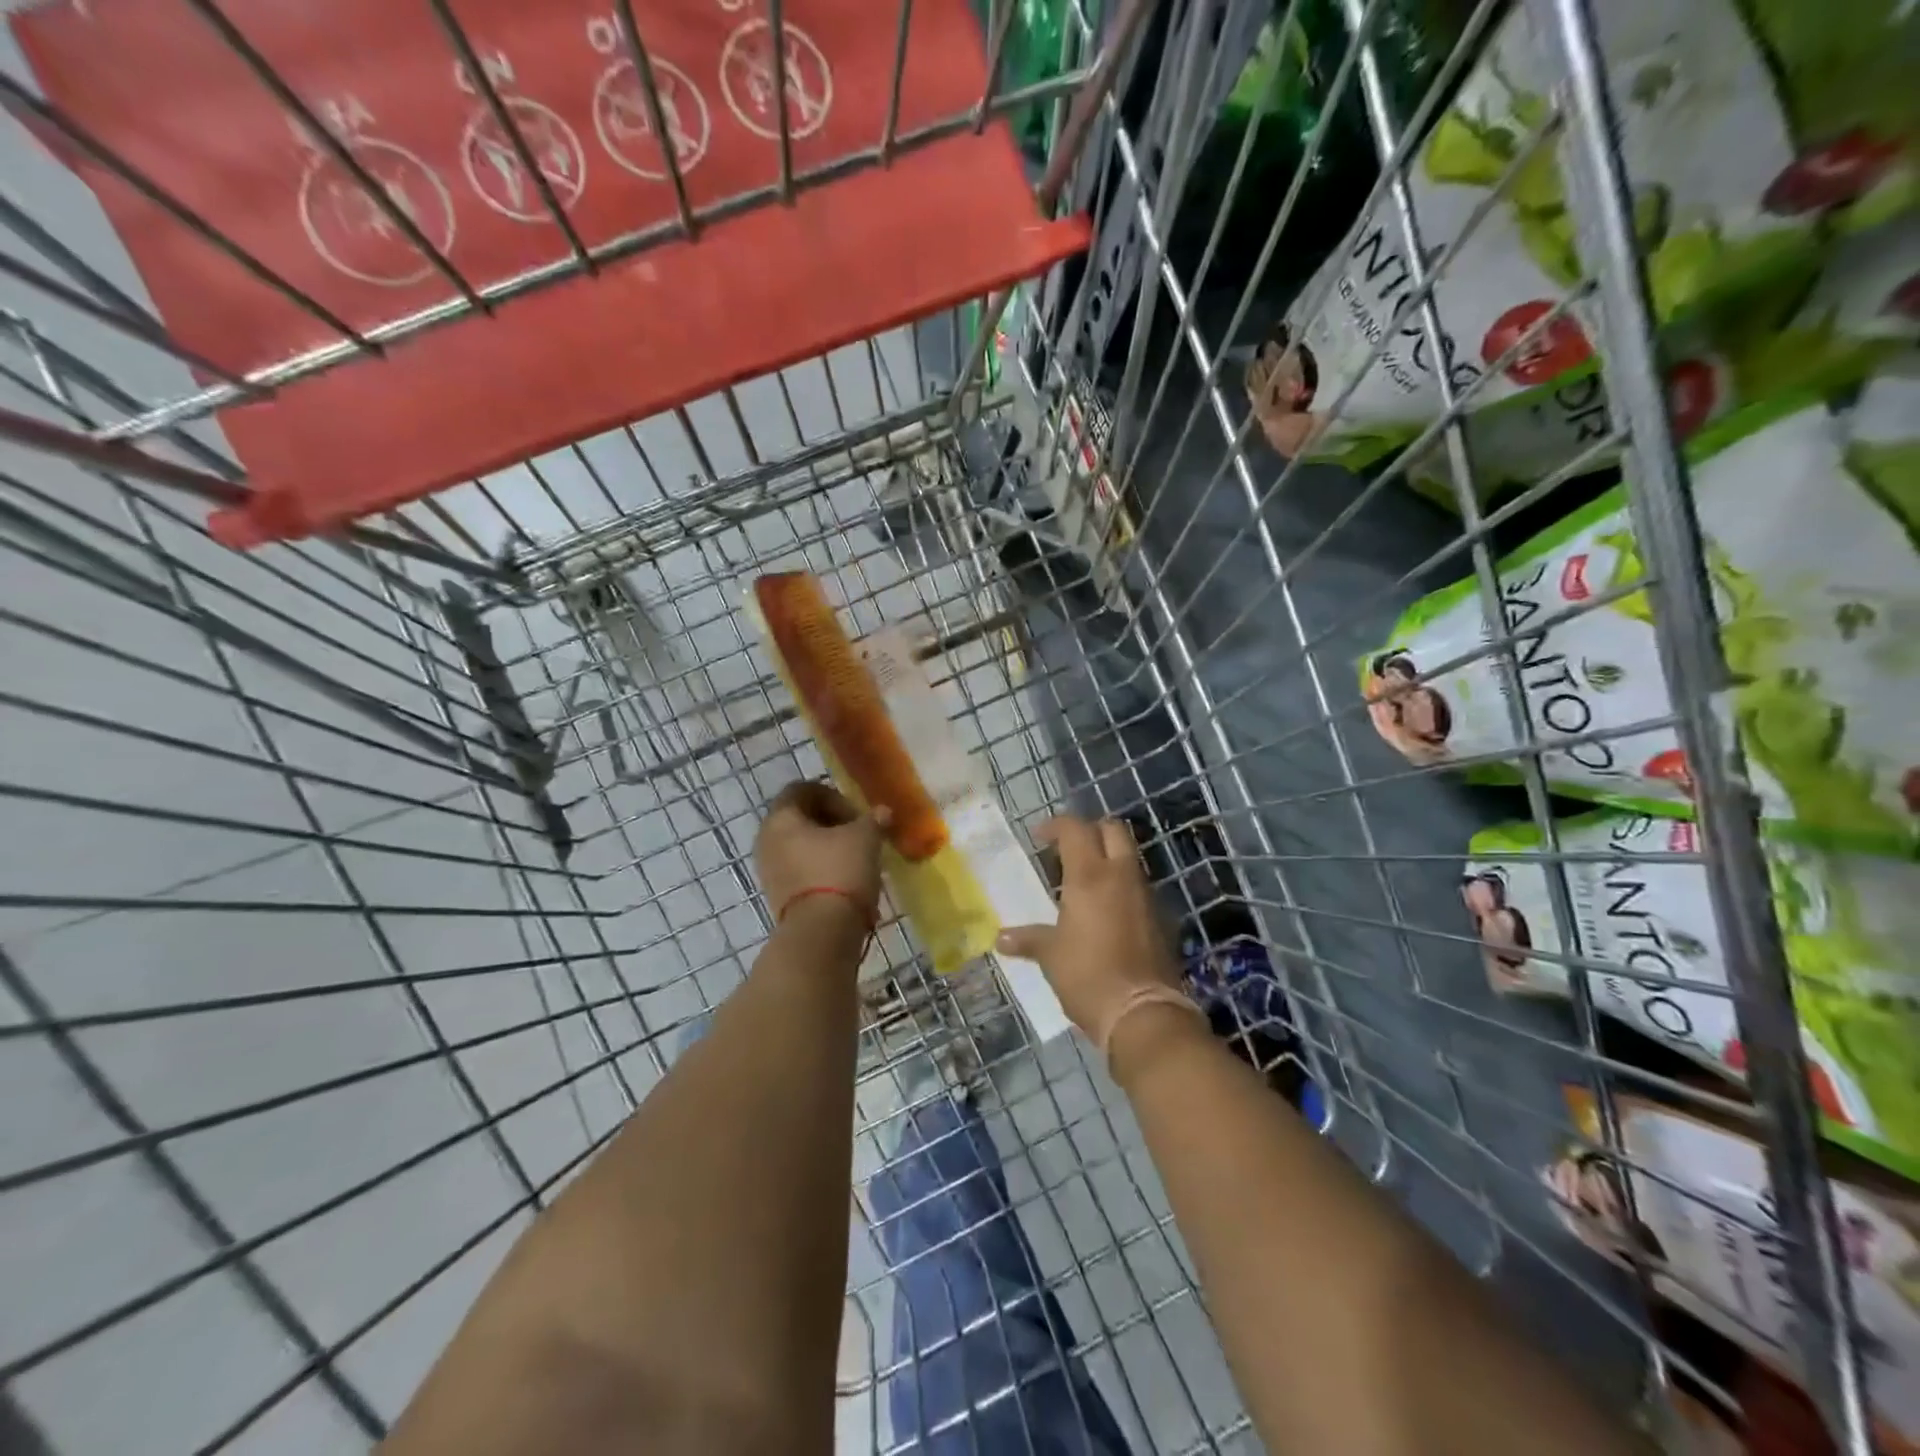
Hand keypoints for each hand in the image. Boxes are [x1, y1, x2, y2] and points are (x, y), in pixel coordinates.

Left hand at [755, 780, 883, 924]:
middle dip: (832, 823)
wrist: (821, 932)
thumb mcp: (865, 837)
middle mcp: (767, 839)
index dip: (832, 795)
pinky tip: (847, 881)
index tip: (856, 814)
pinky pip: (801, 871)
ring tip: (857, 859)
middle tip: (860, 834)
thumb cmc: (840, 871)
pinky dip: (822, 869)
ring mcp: (769, 871)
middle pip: (800, 819)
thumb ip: (873, 820)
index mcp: (781, 817)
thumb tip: (882, 813)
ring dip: (828, 848)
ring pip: (801, 847)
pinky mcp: (778, 896)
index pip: (802, 790)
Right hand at [997, 816, 1182, 1039]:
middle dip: (1090, 831)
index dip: (1056, 826)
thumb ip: (1028, 940)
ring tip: (1084, 881)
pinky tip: (1106, 911)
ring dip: (1108, 858)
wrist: (1143, 1012)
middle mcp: (1121, 876)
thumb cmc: (1087, 975)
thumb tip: (1001, 938)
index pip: (1075, 829)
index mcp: (1090, 876)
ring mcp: (1145, 895)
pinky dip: (1122, 886)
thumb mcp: (1051, 956)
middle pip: (1112, 830)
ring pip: (1129, 857)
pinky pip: (1139, 887)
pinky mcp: (1161, 917)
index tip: (1039, 837)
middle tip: (1069, 849)